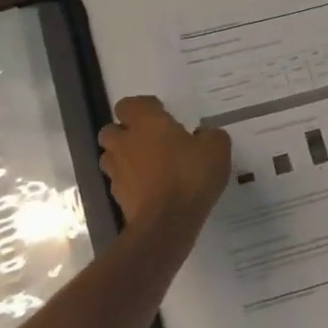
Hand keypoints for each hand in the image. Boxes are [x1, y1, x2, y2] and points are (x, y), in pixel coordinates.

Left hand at [99, 95, 231, 227]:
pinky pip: (120, 183)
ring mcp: (117, 172)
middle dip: (125, 133)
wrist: (167, 222)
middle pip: (111, 130)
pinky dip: (131, 183)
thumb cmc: (190, 176)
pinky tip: (151, 189)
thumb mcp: (216, 148)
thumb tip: (204, 135)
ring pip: (110, 157)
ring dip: (124, 158)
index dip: (143, 107)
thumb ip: (210, 135)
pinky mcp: (118, 198)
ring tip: (148, 166)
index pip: (129, 104)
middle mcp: (125, 143)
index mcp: (146, 123)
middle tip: (150, 140)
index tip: (161, 114)